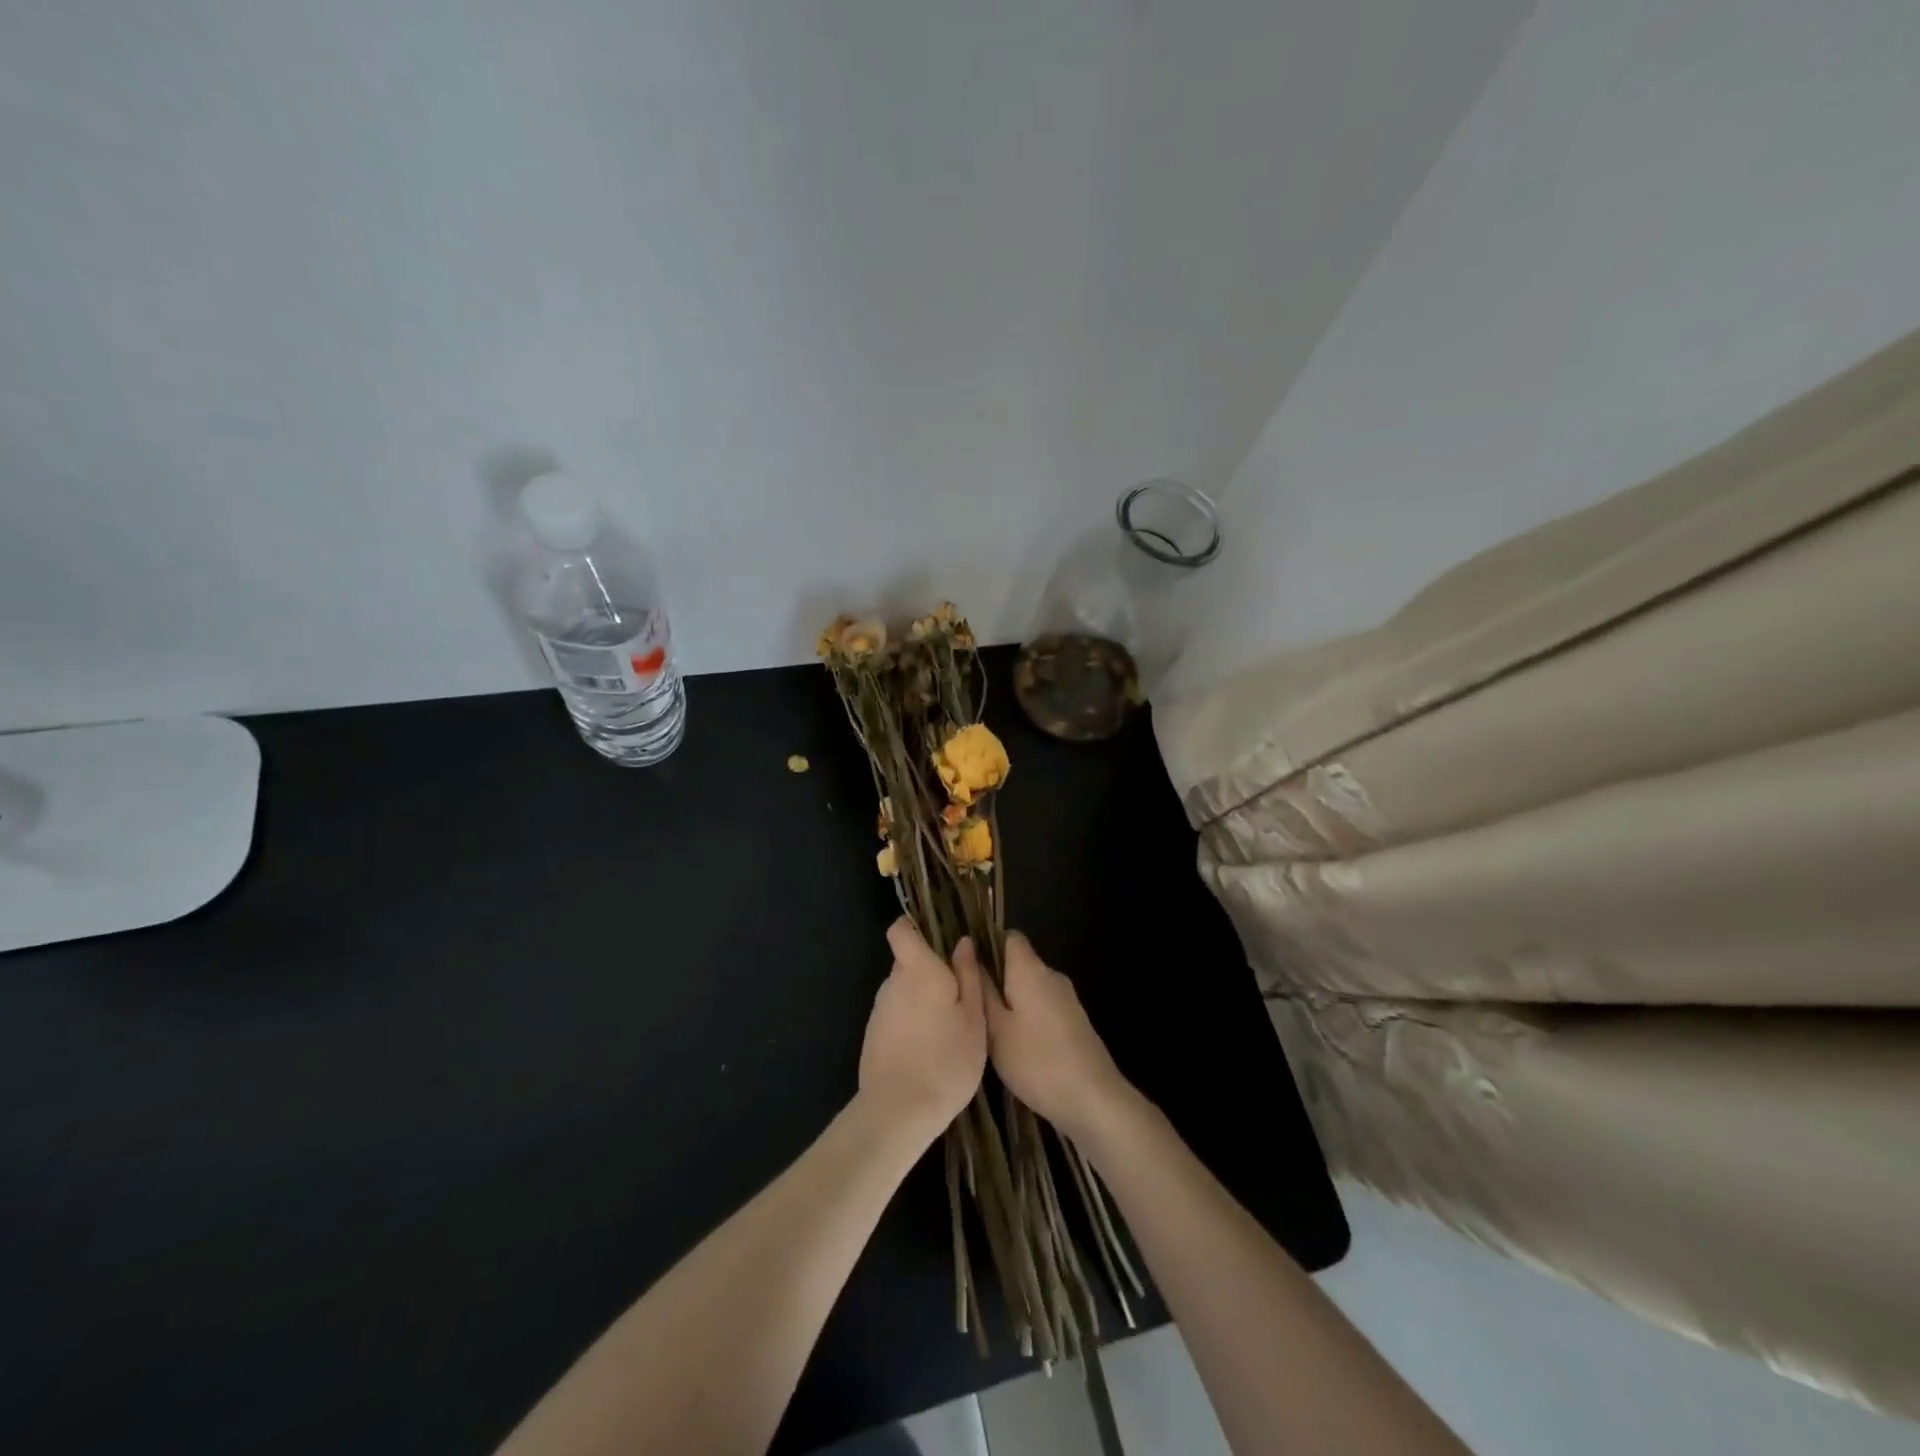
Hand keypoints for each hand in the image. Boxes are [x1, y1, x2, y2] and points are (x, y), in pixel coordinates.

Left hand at [857, 918, 987, 1145]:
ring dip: (922, 998)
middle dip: (930, 970)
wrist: (898, 1112)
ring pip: (903, 989)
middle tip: (961, 995)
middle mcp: (893, 982)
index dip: (915, 927)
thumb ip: (968, 976)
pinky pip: (896, 1013)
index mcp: (918, 970)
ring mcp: (879, 1009)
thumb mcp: (974, 1019)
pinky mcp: (873, 1034)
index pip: (901, 930)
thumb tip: (962, 942)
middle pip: (908, 961)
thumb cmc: (946, 1061)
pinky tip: (929, 1048)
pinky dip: (912, 1020)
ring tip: (949, 1027)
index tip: (940, 939)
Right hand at [962, 931, 1133, 1139]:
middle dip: (996, 980)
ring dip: (1011, 1002)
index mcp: (1030, 969)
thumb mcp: (996, 1029)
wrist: (1094, 1100)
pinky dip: (1028, 1017)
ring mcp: (1067, 998)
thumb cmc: (1037, 1062)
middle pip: (1019, 963)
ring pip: (1030, 987)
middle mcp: (1051, 975)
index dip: (987, 946)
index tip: (967, 971)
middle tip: (971, 1008)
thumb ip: (981, 989)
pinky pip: (1043, 1006)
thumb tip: (967, 949)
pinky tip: (1017, 1047)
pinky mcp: (1075, 1021)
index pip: (1009, 937)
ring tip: (989, 1030)